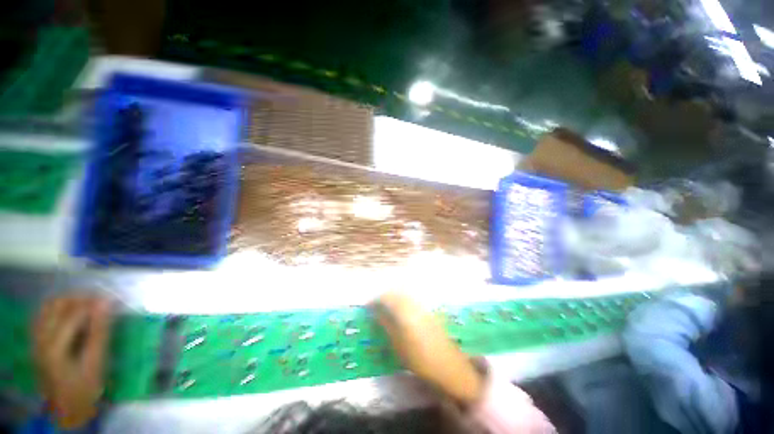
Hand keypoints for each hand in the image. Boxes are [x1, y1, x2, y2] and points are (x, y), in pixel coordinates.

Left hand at [33, 297, 110, 428]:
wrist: (67, 408)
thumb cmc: (85, 386)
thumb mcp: (96, 362)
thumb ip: (99, 331)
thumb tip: (107, 303)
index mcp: (54, 346)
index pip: (73, 313)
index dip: (93, 303)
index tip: (112, 299)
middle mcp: (40, 338)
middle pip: (56, 305)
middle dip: (79, 299)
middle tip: (100, 301)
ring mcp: (35, 339)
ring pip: (48, 307)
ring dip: (68, 302)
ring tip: (88, 305)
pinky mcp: (36, 340)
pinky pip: (44, 315)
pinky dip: (59, 309)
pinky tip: (71, 314)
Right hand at [372, 292, 483, 404]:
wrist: (447, 366)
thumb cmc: (419, 358)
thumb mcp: (398, 344)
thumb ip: (386, 324)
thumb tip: (374, 312)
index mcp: (405, 311)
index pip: (387, 298)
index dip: (375, 300)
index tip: (367, 306)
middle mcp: (414, 304)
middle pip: (396, 293)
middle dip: (383, 297)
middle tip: (375, 306)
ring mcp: (422, 306)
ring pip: (404, 295)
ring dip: (393, 298)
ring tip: (385, 308)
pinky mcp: (428, 310)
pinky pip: (411, 300)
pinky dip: (402, 302)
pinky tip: (399, 312)